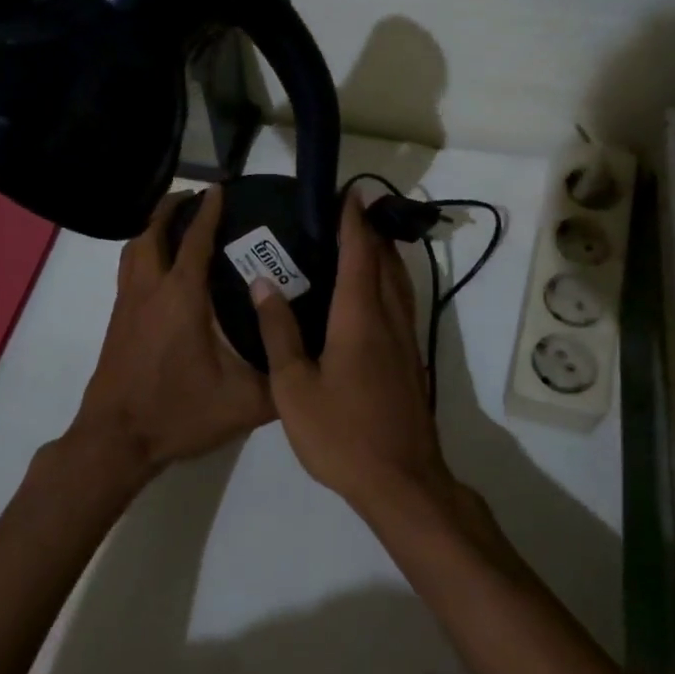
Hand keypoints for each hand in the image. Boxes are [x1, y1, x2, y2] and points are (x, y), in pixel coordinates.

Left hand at [69, 185, 275, 480]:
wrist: (117, 440)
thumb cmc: (180, 413)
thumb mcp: (244, 402)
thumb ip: (282, 377)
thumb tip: (313, 356)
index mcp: (182, 298)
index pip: (194, 240)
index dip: (208, 211)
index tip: (219, 188)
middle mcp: (150, 290)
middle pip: (152, 232)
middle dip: (171, 208)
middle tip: (194, 198)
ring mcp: (127, 305)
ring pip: (133, 249)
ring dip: (151, 228)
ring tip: (173, 223)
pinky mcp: (116, 321)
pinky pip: (127, 270)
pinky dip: (141, 252)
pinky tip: (159, 269)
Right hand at [249, 192, 449, 511]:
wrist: (401, 481)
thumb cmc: (341, 434)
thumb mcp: (294, 387)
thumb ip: (279, 332)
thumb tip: (264, 283)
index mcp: (359, 319)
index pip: (358, 255)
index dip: (353, 221)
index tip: (350, 192)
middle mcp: (388, 319)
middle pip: (384, 262)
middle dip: (370, 231)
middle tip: (350, 210)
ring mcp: (405, 340)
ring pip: (398, 283)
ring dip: (384, 255)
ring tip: (363, 241)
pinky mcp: (411, 360)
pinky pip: (401, 304)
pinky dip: (388, 282)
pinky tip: (372, 294)